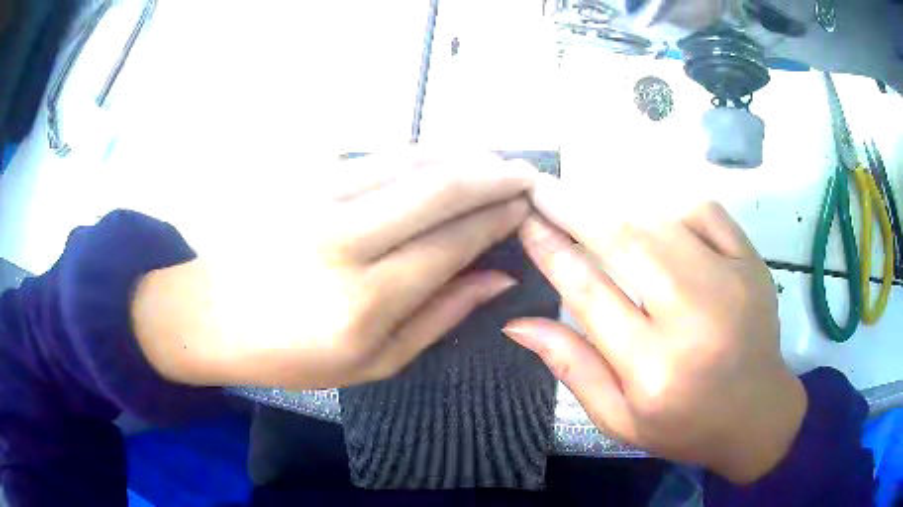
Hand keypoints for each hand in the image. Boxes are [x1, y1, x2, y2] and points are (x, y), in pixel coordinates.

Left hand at [132, 151, 534, 389]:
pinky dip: (418, 153)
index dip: (497, 219)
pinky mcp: (299, 180)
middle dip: (493, 175)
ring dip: (460, 156)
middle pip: (438, 188)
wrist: (210, 316)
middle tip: (526, 174)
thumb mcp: (373, 363)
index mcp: (364, 302)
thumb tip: (499, 276)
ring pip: (408, 160)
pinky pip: (374, 156)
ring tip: (493, 161)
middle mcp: (343, 241)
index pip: (452, 242)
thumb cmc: (290, 355)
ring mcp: (316, 200)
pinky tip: (440, 159)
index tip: (527, 208)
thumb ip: (441, 316)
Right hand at [504, 177, 806, 483]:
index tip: (525, 220)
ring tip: (585, 203)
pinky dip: (670, 206)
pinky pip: (704, 212)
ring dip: (616, 208)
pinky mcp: (751, 263)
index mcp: (653, 369)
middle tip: (541, 187)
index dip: (551, 250)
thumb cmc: (684, 426)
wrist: (756, 415)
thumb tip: (518, 322)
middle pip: (624, 243)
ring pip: (661, 222)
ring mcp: (730, 282)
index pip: (589, 292)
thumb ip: (572, 367)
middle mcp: (693, 319)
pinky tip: (654, 219)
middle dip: (574, 209)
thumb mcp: (618, 418)